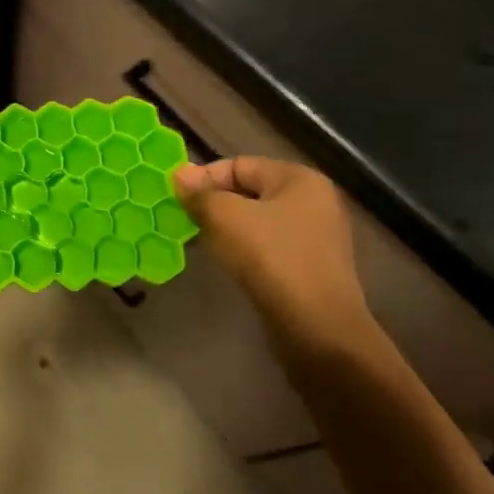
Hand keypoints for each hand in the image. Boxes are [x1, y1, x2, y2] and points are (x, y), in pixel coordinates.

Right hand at [172, 157, 370, 337]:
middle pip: (249, 191)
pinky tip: (226, 262)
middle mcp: (314, 201)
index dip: (204, 178)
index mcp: (299, 179)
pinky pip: (268, 246)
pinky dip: (244, 249)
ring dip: (226, 228)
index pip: (239, 165)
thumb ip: (200, 193)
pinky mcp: (311, 266)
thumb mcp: (225, 217)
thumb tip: (179, 173)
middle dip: (213, 203)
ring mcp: (316, 236)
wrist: (317, 328)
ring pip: (257, 220)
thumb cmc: (271, 258)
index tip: (176, 199)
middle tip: (183, 220)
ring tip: (199, 242)